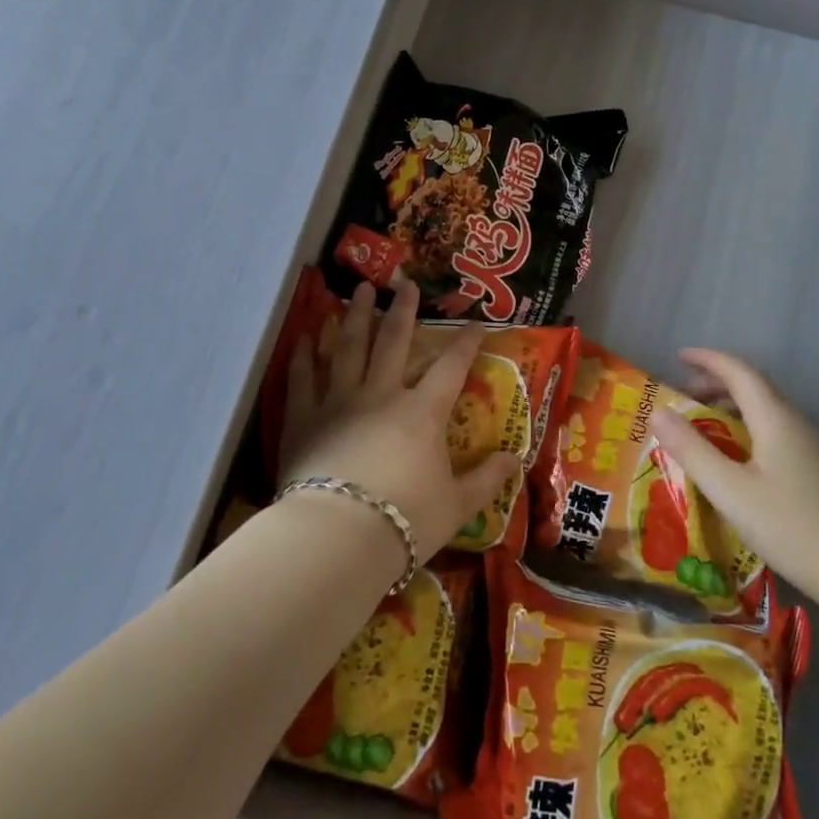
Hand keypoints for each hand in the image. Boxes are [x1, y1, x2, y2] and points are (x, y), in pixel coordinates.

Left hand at [281, 279, 519, 553]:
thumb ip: (486, 479)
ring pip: (348, 347)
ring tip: (358, 290)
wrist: (339, 536)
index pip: (451, 368)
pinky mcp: (304, 418)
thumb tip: (516, 460)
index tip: (476, 323)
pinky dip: (303, 356)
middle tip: (404, 282)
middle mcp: (381, 394)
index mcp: (422, 413)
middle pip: (393, 341)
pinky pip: (303, 379)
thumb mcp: (457, 505)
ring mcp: (339, 401)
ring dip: (354, 316)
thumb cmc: (406, 520)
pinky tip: (304, 337)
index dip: (466, 343)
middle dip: (402, 310)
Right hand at [650, 348, 818, 609]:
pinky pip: (776, 430)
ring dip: (733, 404)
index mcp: (775, 419)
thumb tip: (656, 411)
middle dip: (717, 381)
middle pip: (755, 386)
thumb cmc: (791, 527)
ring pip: (767, 409)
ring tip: (703, 422)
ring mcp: (812, 447)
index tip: (678, 356)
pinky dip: (748, 426)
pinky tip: (737, 456)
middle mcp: (796, 423)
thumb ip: (692, 450)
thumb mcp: (730, 491)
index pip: (739, 372)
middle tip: (683, 391)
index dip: (708, 360)